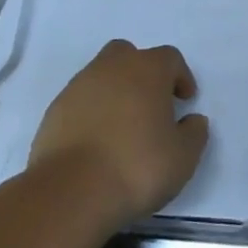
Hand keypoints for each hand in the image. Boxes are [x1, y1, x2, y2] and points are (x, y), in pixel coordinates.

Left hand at [29, 40, 209, 228]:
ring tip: (122, 127)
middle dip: (141, 73)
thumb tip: (192, 120)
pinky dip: (90, 113)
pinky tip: (96, 142)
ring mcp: (78, 87)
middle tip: (150, 103)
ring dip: (114, 92)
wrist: (69, 192)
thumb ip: (194, 133)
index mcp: (148, 70)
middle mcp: (112, 68)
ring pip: (101, 76)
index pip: (170, 58)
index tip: (184, 101)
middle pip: (129, 54)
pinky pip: (79, 102)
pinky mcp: (53, 112)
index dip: (180, 77)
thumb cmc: (136, 166)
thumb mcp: (183, 157)